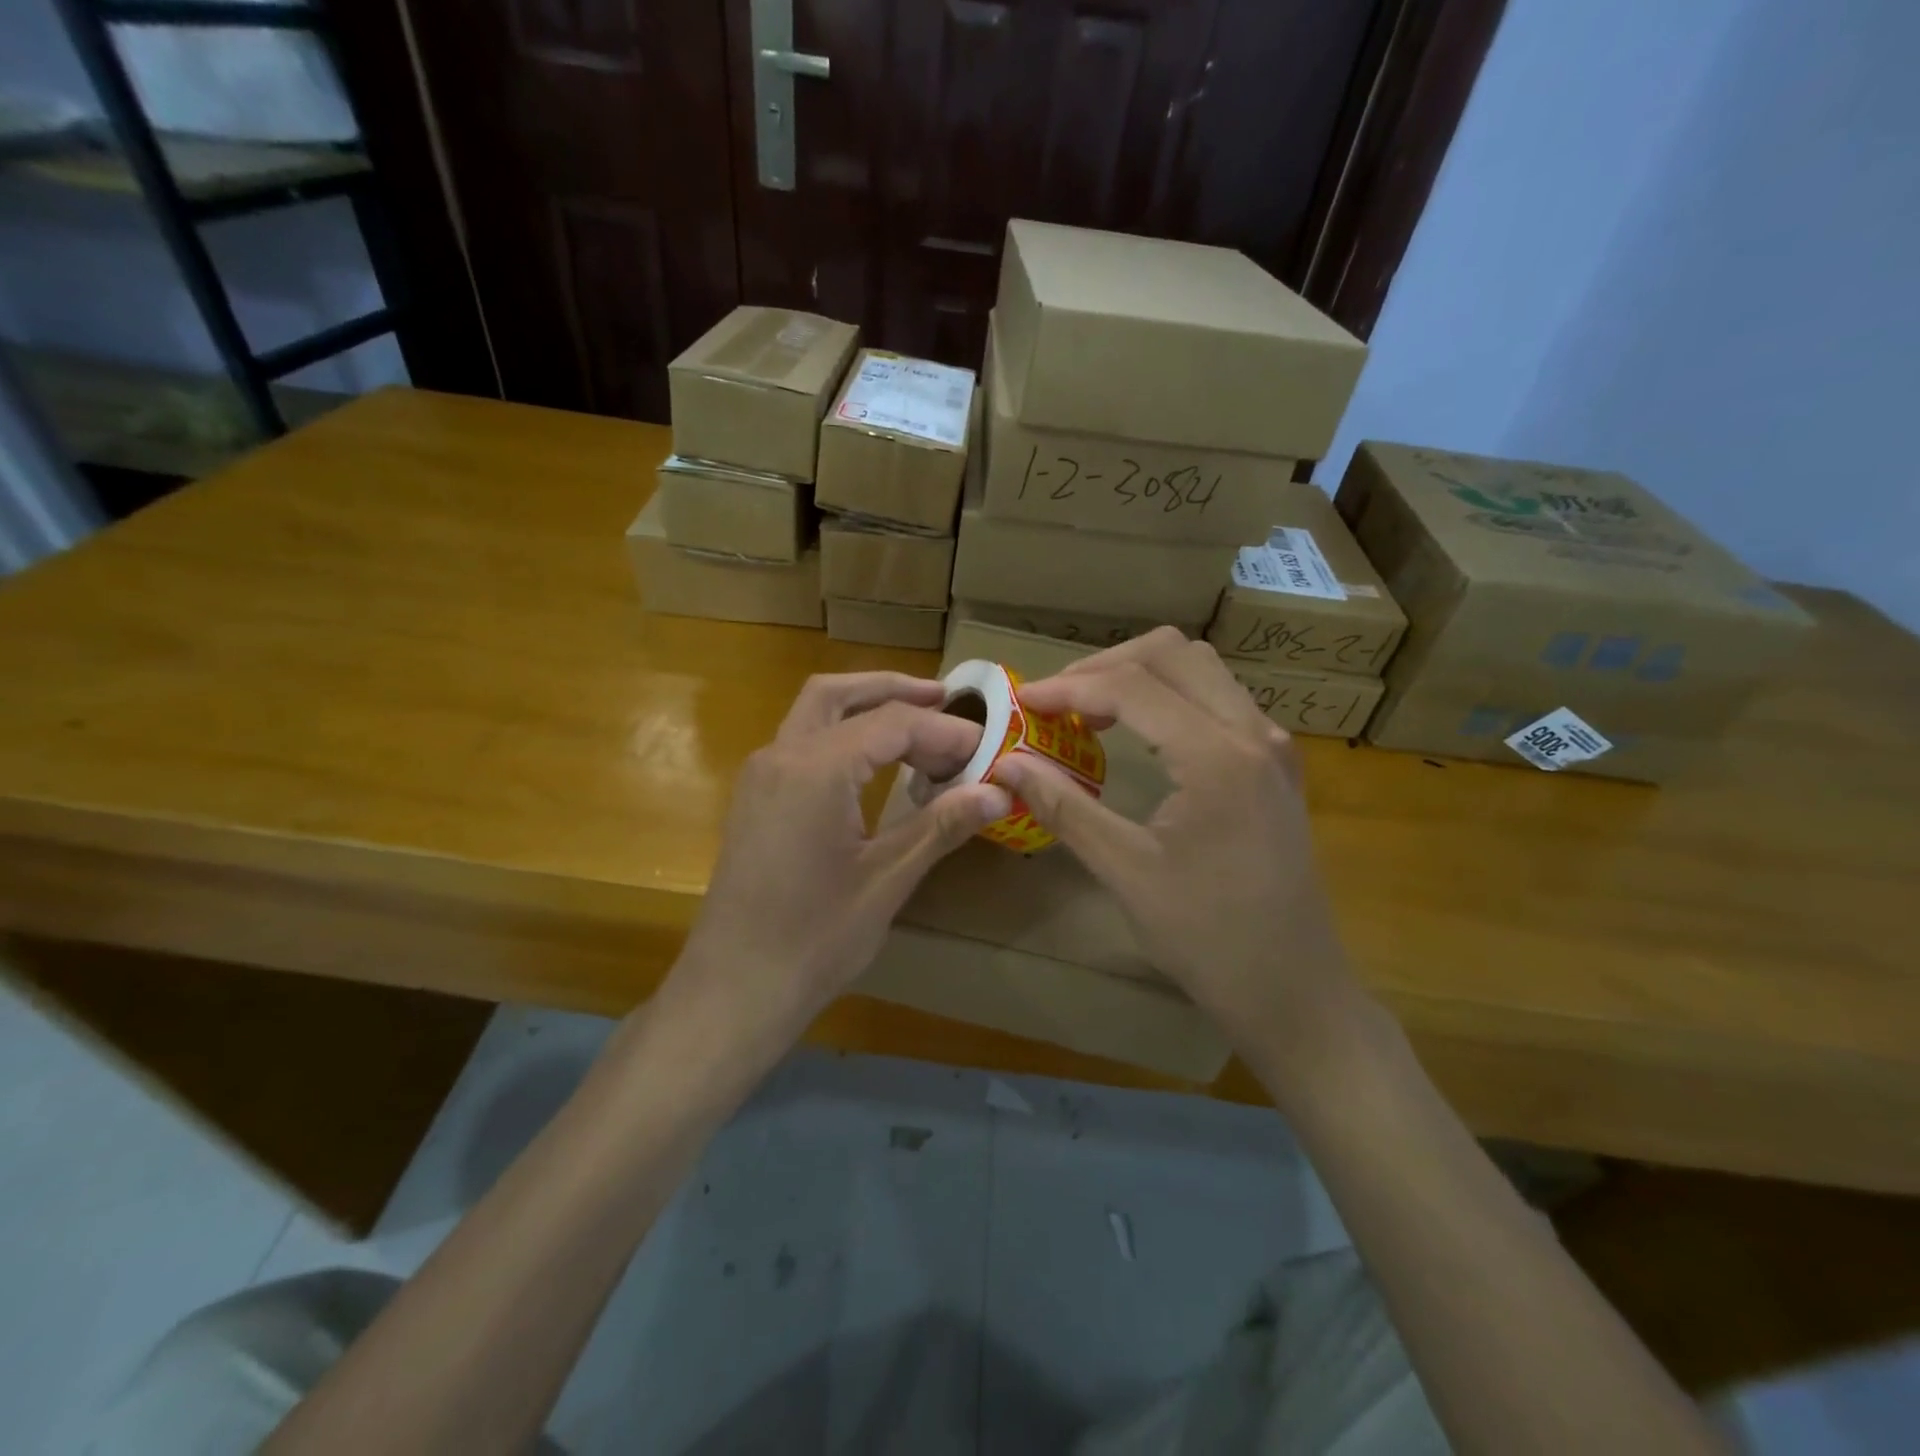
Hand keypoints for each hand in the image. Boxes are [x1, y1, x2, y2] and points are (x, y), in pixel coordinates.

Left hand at [667, 672, 1007, 1052]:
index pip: (892, 724)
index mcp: (815, 769)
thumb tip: (999, 792)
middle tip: (946, 698)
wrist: (735, 988)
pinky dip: (842, 735)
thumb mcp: (888, 879)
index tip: (986, 748)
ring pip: (814, 712)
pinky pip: (802, 742)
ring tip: (917, 724)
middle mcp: (781, 756)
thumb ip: (942, 825)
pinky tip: (873, 764)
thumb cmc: (815, 938)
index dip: (944, 731)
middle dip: (894, 689)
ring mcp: (761, 775)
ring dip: (864, 707)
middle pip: (839, 694)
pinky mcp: (755, 798)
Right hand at [990, 630, 1368, 1074]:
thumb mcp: (1125, 871)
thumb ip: (1064, 807)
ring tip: (1090, 710)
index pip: (1132, 686)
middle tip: (1057, 702)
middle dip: (1105, 666)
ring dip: (1140, 674)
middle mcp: (1253, 733)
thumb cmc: (1207, 938)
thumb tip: (1008, 763)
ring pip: (1200, 667)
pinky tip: (1138, 730)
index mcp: (1216, 757)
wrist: (1293, 989)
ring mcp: (1272, 745)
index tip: (1023, 702)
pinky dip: (1170, 695)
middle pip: (1172, 653)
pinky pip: (1219, 697)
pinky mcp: (1276, 763)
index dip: (1069, 687)